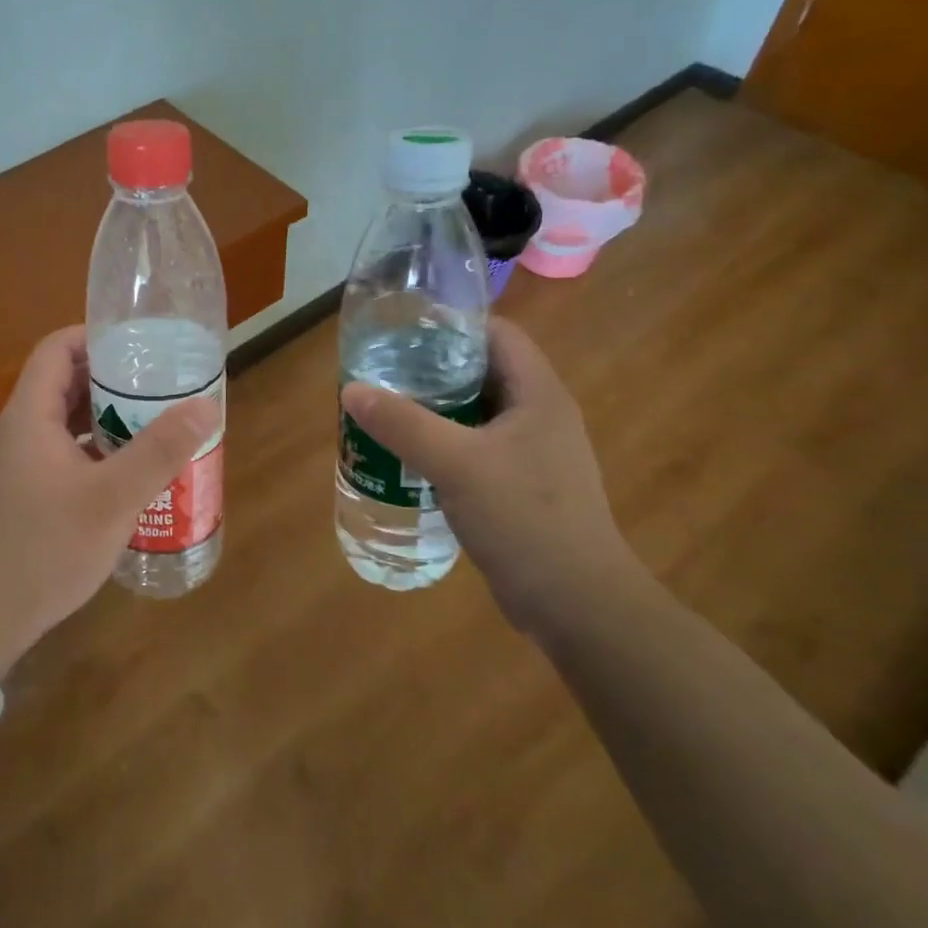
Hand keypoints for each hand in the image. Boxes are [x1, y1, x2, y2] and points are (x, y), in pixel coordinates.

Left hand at [0, 326, 219, 677]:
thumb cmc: (47, 548)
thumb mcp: (113, 498)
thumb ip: (159, 450)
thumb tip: (206, 405)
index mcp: (29, 416)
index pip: (56, 349)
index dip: (95, 337)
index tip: (140, 345)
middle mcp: (17, 431)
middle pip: (62, 383)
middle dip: (111, 379)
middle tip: (159, 385)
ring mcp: (16, 464)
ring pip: (63, 421)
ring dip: (104, 417)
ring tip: (152, 422)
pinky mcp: (21, 493)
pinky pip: (60, 453)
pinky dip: (92, 449)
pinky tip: (126, 472)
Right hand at [340, 318, 646, 632]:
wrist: (576, 603)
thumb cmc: (524, 519)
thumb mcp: (457, 463)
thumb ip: (403, 424)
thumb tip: (352, 390)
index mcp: (538, 393)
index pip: (496, 334)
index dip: (451, 324)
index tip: (402, 329)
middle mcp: (539, 415)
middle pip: (481, 371)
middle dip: (431, 368)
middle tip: (382, 372)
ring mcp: (532, 453)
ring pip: (475, 413)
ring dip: (433, 409)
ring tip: (385, 410)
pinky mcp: (520, 486)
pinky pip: (475, 448)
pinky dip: (442, 444)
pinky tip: (407, 457)